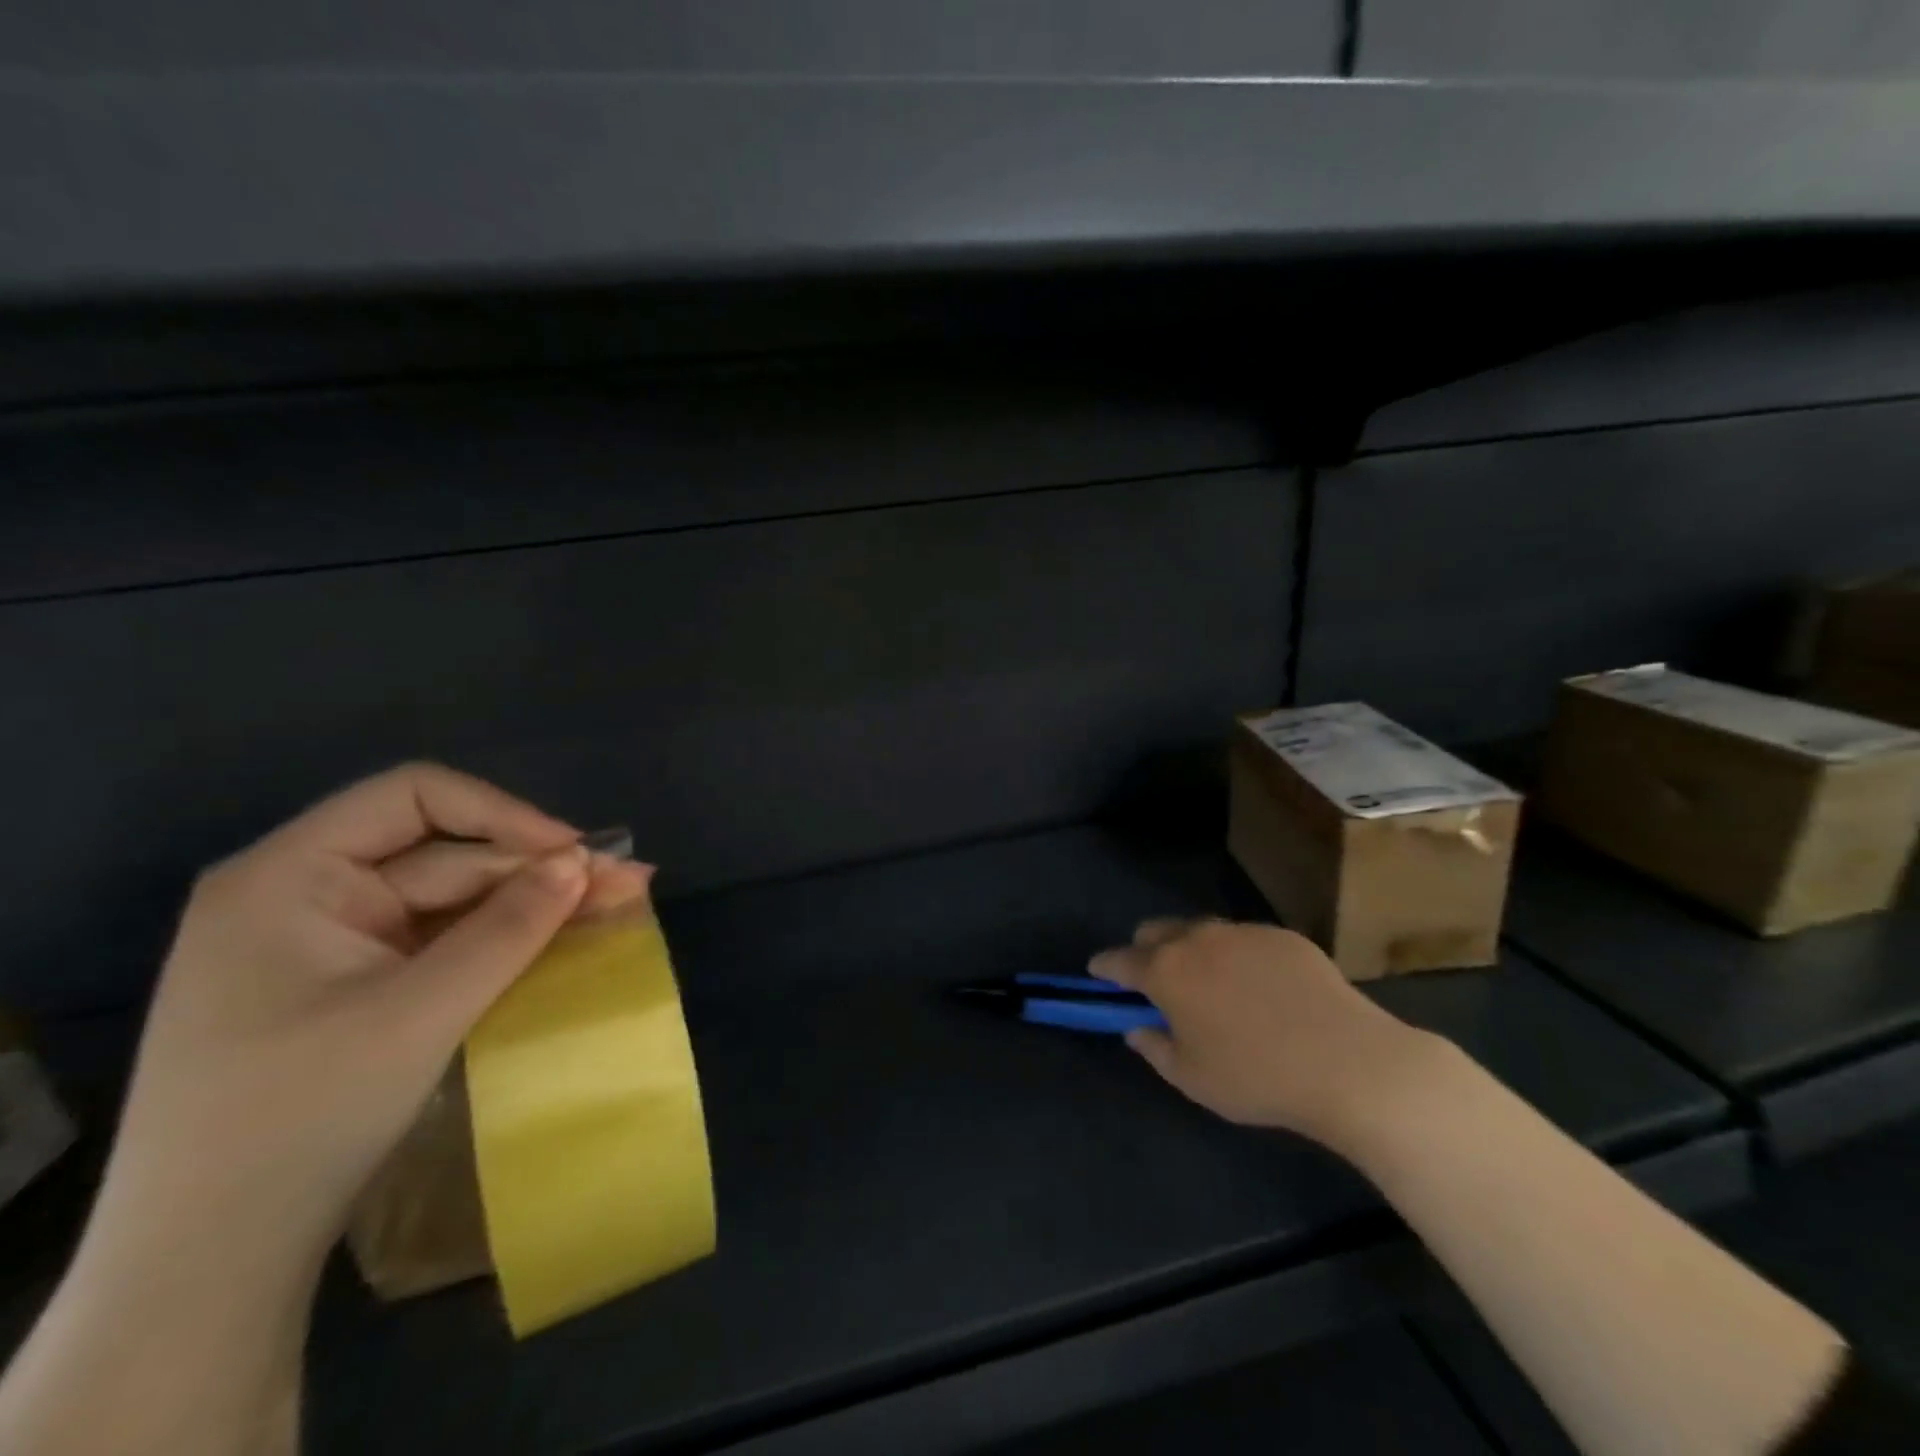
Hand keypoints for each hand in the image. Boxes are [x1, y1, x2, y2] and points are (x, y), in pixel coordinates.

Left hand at [90, 763, 650, 1269]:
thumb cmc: (301, 1118)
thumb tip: (582, 861)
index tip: (573, 852)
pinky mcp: (355, 984)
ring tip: (616, 906)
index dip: (503, 814)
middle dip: (536, 870)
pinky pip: (443, 940)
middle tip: (626, 886)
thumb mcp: (421, 1012)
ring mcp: (331, 942)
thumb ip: (509, 928)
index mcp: (288, 877)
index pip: (413, 797)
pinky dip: (503, 940)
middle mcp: (306, 894)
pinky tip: (562, 939)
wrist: (211, 1263)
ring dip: (532, 904)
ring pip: (453, 899)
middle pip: (446, 854)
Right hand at [1090, 919, 1444, 1146]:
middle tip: (1158, 983)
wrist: (1348, 1061)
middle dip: (1146, 951)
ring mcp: (1242, 932)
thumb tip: (1137, 1028)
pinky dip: (1238, 957)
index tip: (1098, 973)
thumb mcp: (1193, 1078)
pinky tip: (1263, 990)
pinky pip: (1245, 939)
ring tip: (1214, 986)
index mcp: (1166, 970)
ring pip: (1201, 931)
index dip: (1104, 967)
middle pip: (1155, 931)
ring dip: (1192, 951)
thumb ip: (1155, 1048)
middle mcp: (1197, 938)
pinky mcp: (1282, 935)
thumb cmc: (1257, 1076)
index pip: (1119, 960)